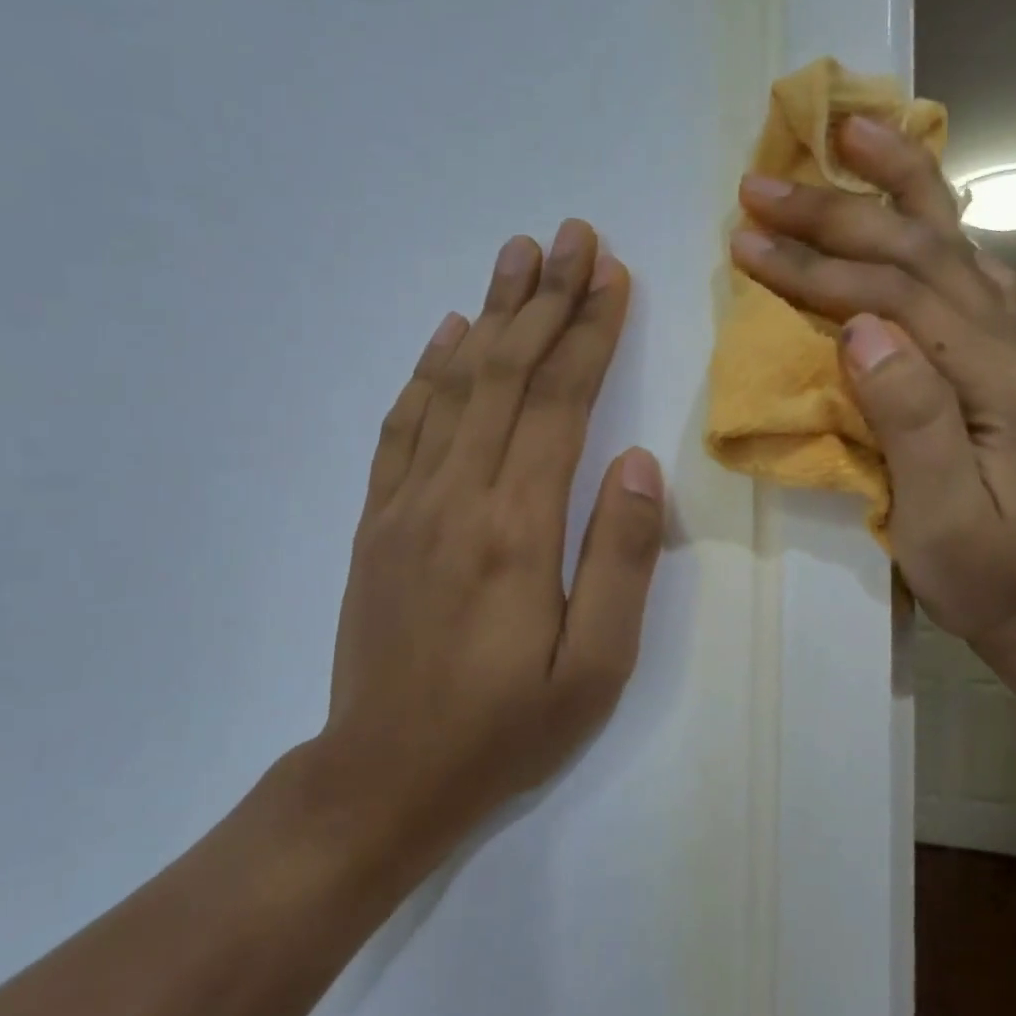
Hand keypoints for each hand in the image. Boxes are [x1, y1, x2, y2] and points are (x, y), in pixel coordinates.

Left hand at [312, 220, 664, 872]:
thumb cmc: (504, 730)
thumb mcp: (595, 668)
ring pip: (453, 384)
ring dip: (489, 312)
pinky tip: (448, 332)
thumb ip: (621, 557)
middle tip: (572, 236)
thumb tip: (638, 460)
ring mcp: (406, 502)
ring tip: (517, 255)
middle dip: (545, 298)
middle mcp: (457, 495)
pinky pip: (403, 424)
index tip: (612, 274)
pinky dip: (428, 369)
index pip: (560, 402)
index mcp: (517, 528)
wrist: (381, 779)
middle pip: (505, 371)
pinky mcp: (377, 519)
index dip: (590, 332)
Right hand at [730, 117, 1015, 669]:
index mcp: (997, 380)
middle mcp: (1010, 343)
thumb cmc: (990, 572)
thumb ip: (910, 416)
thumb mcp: (944, 517)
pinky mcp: (996, 358)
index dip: (817, 265)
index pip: (895, 298)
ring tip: (852, 130)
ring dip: (897, 183)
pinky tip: (909, 199)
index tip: (747, 240)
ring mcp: (1010, 345)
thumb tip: (858, 328)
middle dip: (837, 211)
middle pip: (920, 251)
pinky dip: (931, 219)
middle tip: (763, 182)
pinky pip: (963, 268)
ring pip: (952, 242)